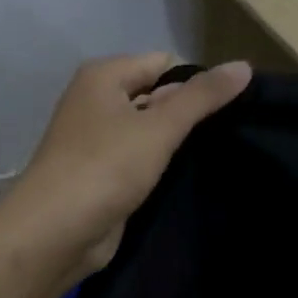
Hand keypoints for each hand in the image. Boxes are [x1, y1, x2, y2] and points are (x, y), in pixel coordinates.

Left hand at [2, 53, 250, 284]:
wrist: (54, 233)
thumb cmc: (104, 167)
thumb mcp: (160, 127)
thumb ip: (202, 97)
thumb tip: (243, 65)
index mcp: (103, 77)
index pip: (163, 64)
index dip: (195, 83)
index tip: (228, 109)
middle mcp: (96, 101)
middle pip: (156, 95)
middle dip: (187, 113)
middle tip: (229, 134)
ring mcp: (96, 139)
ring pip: (148, 130)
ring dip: (175, 142)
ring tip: (216, 154)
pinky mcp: (101, 174)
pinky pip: (139, 158)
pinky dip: (160, 165)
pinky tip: (188, 177)